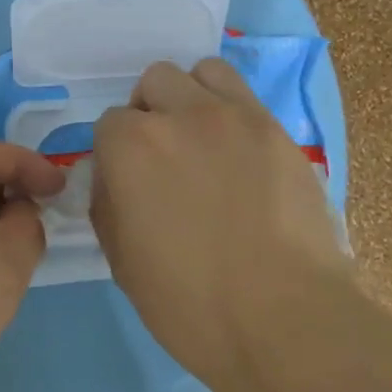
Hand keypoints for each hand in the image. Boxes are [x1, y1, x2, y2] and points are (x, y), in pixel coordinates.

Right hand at [91, 58, 364, 391]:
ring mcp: (234, 116)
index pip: (108, 124)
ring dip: (192, 96)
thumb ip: (107, 201)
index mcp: (130, 146)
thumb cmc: (188, 302)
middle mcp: (178, 114)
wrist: (283, 319)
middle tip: (165, 158)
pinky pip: (244, 95)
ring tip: (203, 140)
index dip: (115, 155)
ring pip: (202, 72)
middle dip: (151, 112)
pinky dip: (231, 111)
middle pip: (154, 82)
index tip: (129, 186)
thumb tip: (115, 178)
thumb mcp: (119, 259)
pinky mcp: (277, 130)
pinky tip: (239, 154)